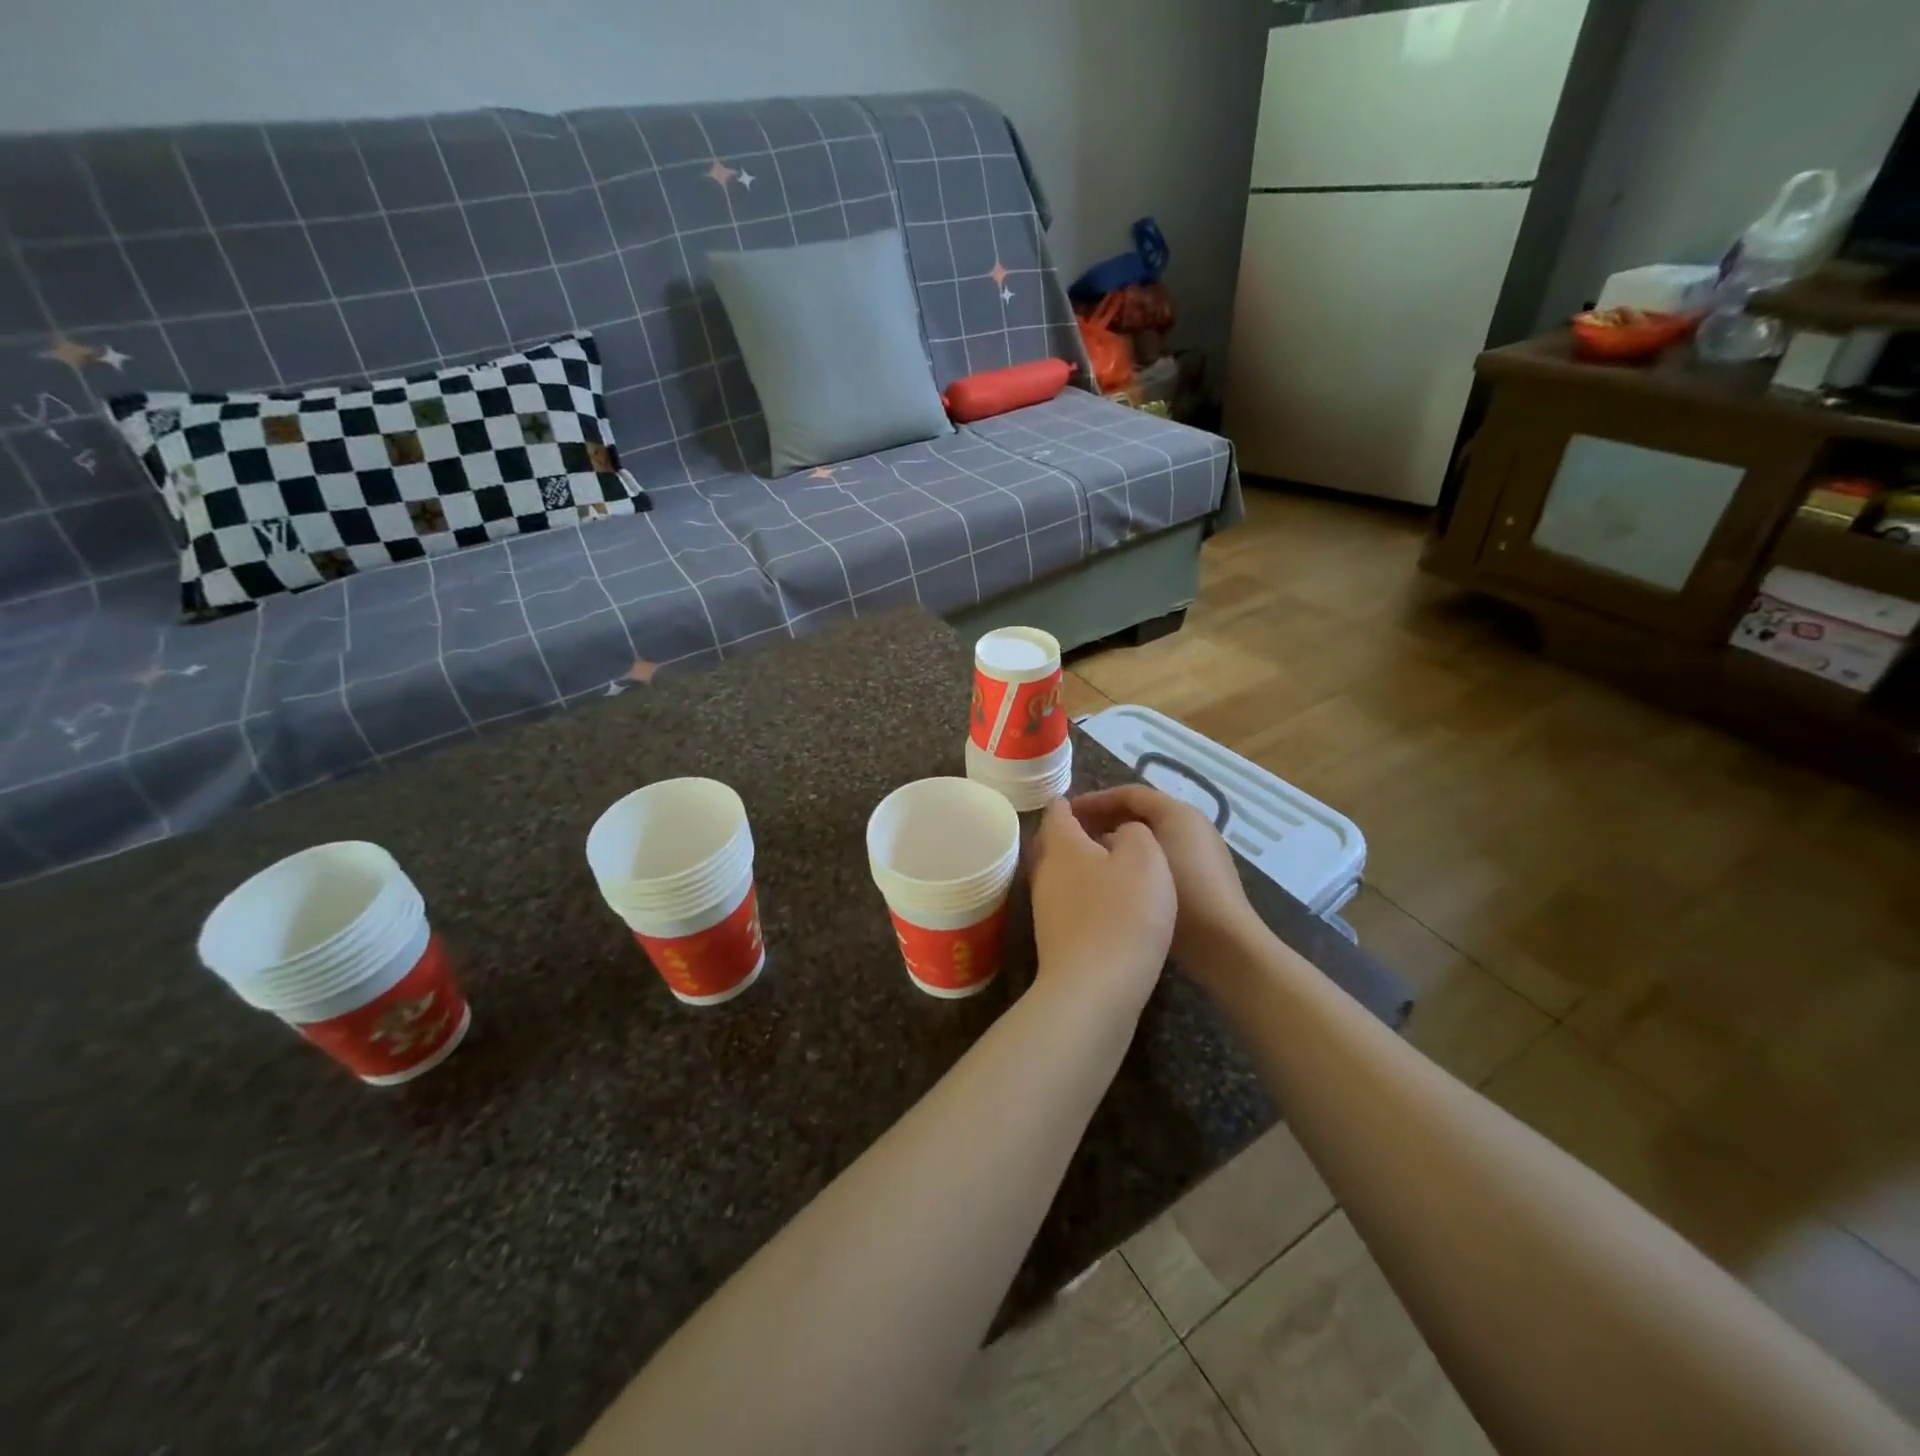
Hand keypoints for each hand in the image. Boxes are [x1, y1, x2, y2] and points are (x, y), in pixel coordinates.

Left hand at [1026, 798, 1174, 1019]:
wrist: (1094, 989)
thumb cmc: (1123, 913)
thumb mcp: (1145, 858)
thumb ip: (1135, 833)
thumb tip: (1121, 832)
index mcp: (1062, 844)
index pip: (1058, 811)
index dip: (1072, 801)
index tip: (1088, 800)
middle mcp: (1045, 871)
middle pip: (1053, 842)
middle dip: (1073, 833)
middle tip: (1101, 829)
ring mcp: (1044, 907)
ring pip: (1059, 873)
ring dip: (1080, 865)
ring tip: (1110, 864)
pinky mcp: (1054, 937)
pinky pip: (1067, 901)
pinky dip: (1084, 893)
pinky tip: (1107, 903)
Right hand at [1070, 787, 1258, 974]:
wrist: (1226, 943)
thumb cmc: (1182, 893)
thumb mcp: (1143, 858)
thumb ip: (1116, 838)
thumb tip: (1101, 836)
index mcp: (1178, 812)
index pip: (1130, 793)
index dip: (1097, 800)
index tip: (1068, 813)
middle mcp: (1192, 824)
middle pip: (1142, 812)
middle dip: (1107, 819)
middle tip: (1076, 833)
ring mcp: (1200, 851)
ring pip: (1151, 836)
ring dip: (1121, 841)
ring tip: (1091, 856)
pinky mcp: (1201, 877)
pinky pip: (1161, 856)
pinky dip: (1137, 860)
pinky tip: (1118, 879)